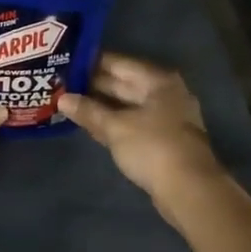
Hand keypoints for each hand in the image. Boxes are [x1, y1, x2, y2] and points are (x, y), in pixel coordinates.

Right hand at [59, 53, 221, 206]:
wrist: (189, 189)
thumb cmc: (152, 147)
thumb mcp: (115, 127)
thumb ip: (88, 111)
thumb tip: (62, 98)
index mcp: (157, 81)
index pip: (119, 63)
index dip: (91, 62)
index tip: (66, 62)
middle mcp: (164, 94)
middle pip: (124, 83)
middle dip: (93, 85)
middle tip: (61, 84)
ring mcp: (165, 118)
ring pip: (127, 105)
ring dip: (101, 106)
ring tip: (69, 102)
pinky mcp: (162, 140)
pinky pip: (132, 123)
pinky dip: (113, 122)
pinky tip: (90, 124)